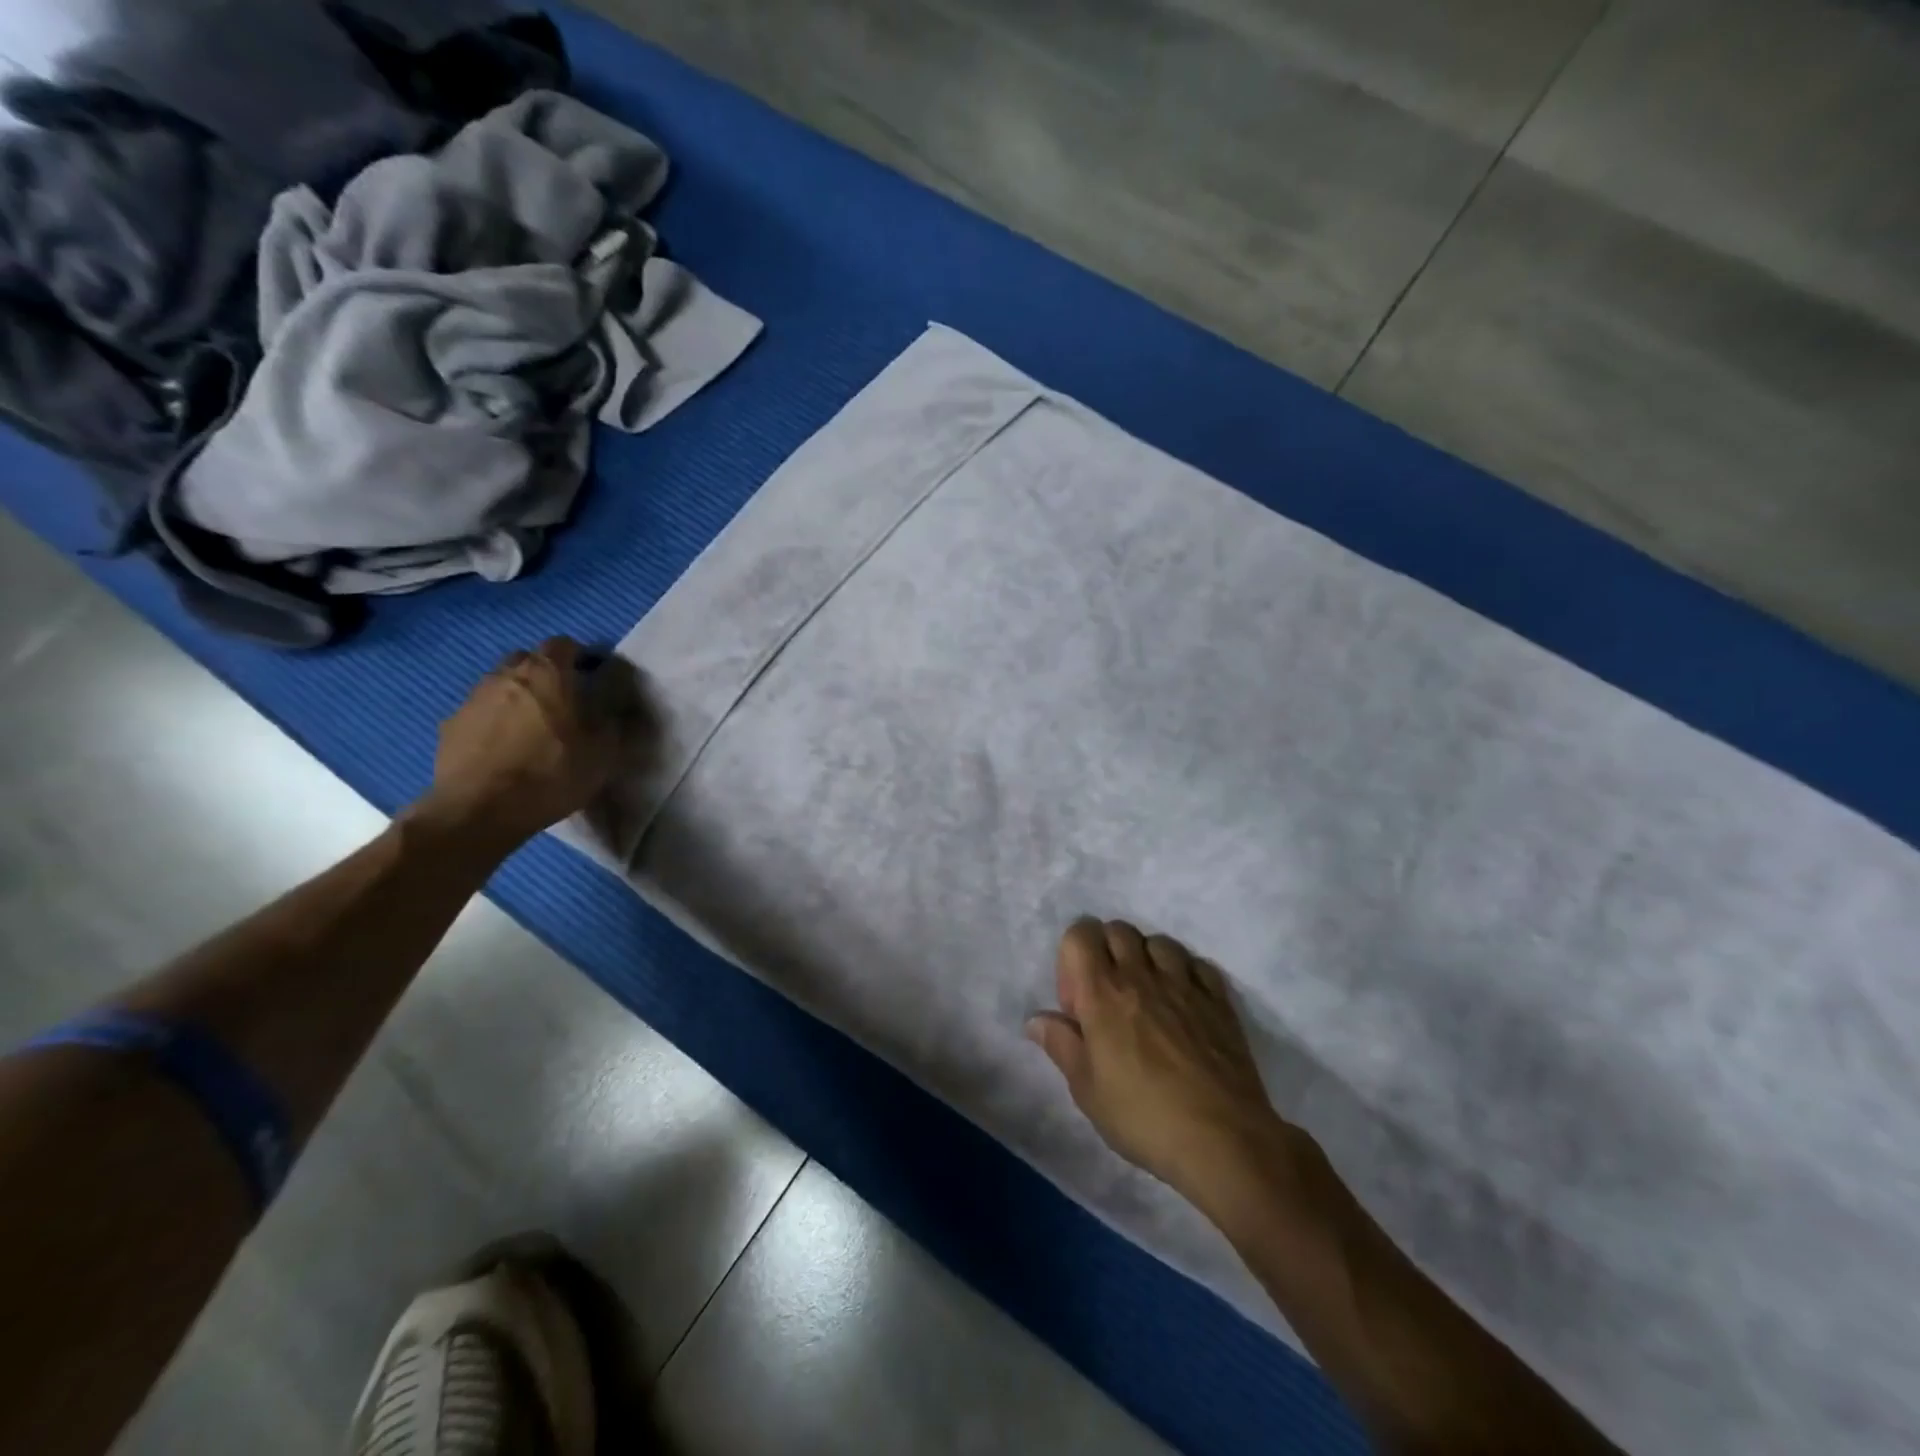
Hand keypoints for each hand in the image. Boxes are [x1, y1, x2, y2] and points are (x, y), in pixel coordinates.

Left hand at [412, 638, 627, 849]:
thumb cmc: (552, 773)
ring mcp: (473, 699)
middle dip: (544, 674)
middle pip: (527, 660)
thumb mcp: (603, 752)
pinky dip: (493, 724)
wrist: (481, 809)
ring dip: (517, 699)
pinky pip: (480, 714)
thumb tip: (617, 708)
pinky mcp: (450, 726)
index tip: (591, 678)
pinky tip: (504, 751)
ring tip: (531, 731)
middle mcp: (506, 675)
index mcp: (547, 673)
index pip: (564, 644)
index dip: (580, 657)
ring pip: (500, 686)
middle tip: (562, 703)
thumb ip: (613, 722)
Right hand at [1027, 919, 1294, 1206]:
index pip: (1080, 934)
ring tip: (1148, 997)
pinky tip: (1184, 1003)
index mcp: (1102, 993)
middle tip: (1108, 998)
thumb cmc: (1143, 1117)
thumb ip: (1061, 1045)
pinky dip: (1185, 973)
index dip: (1071, 958)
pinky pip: (1197, 964)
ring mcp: (1184, 984)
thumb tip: (1036, 1019)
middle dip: (1106, 952)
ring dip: (1146, 959)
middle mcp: (1141, 976)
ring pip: (1158, 941)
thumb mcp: (1087, 1090)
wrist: (1222, 1140)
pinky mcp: (1219, 1000)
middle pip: (1118, 930)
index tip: (1078, 1004)